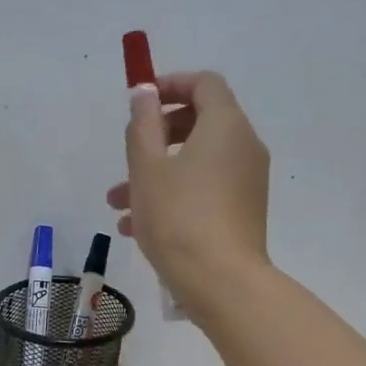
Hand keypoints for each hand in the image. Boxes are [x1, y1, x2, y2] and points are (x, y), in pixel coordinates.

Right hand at [107, 72, 270, 301]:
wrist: (221, 282)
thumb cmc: (179, 217)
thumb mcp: (147, 167)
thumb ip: (143, 124)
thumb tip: (145, 93)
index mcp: (226, 126)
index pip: (204, 84)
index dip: (171, 84)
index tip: (140, 102)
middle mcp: (244, 147)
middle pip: (200, 123)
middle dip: (156, 137)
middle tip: (128, 154)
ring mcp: (247, 182)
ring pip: (196, 163)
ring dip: (157, 174)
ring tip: (117, 204)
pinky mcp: (243, 212)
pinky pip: (205, 190)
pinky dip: (175, 196)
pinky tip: (137, 227)